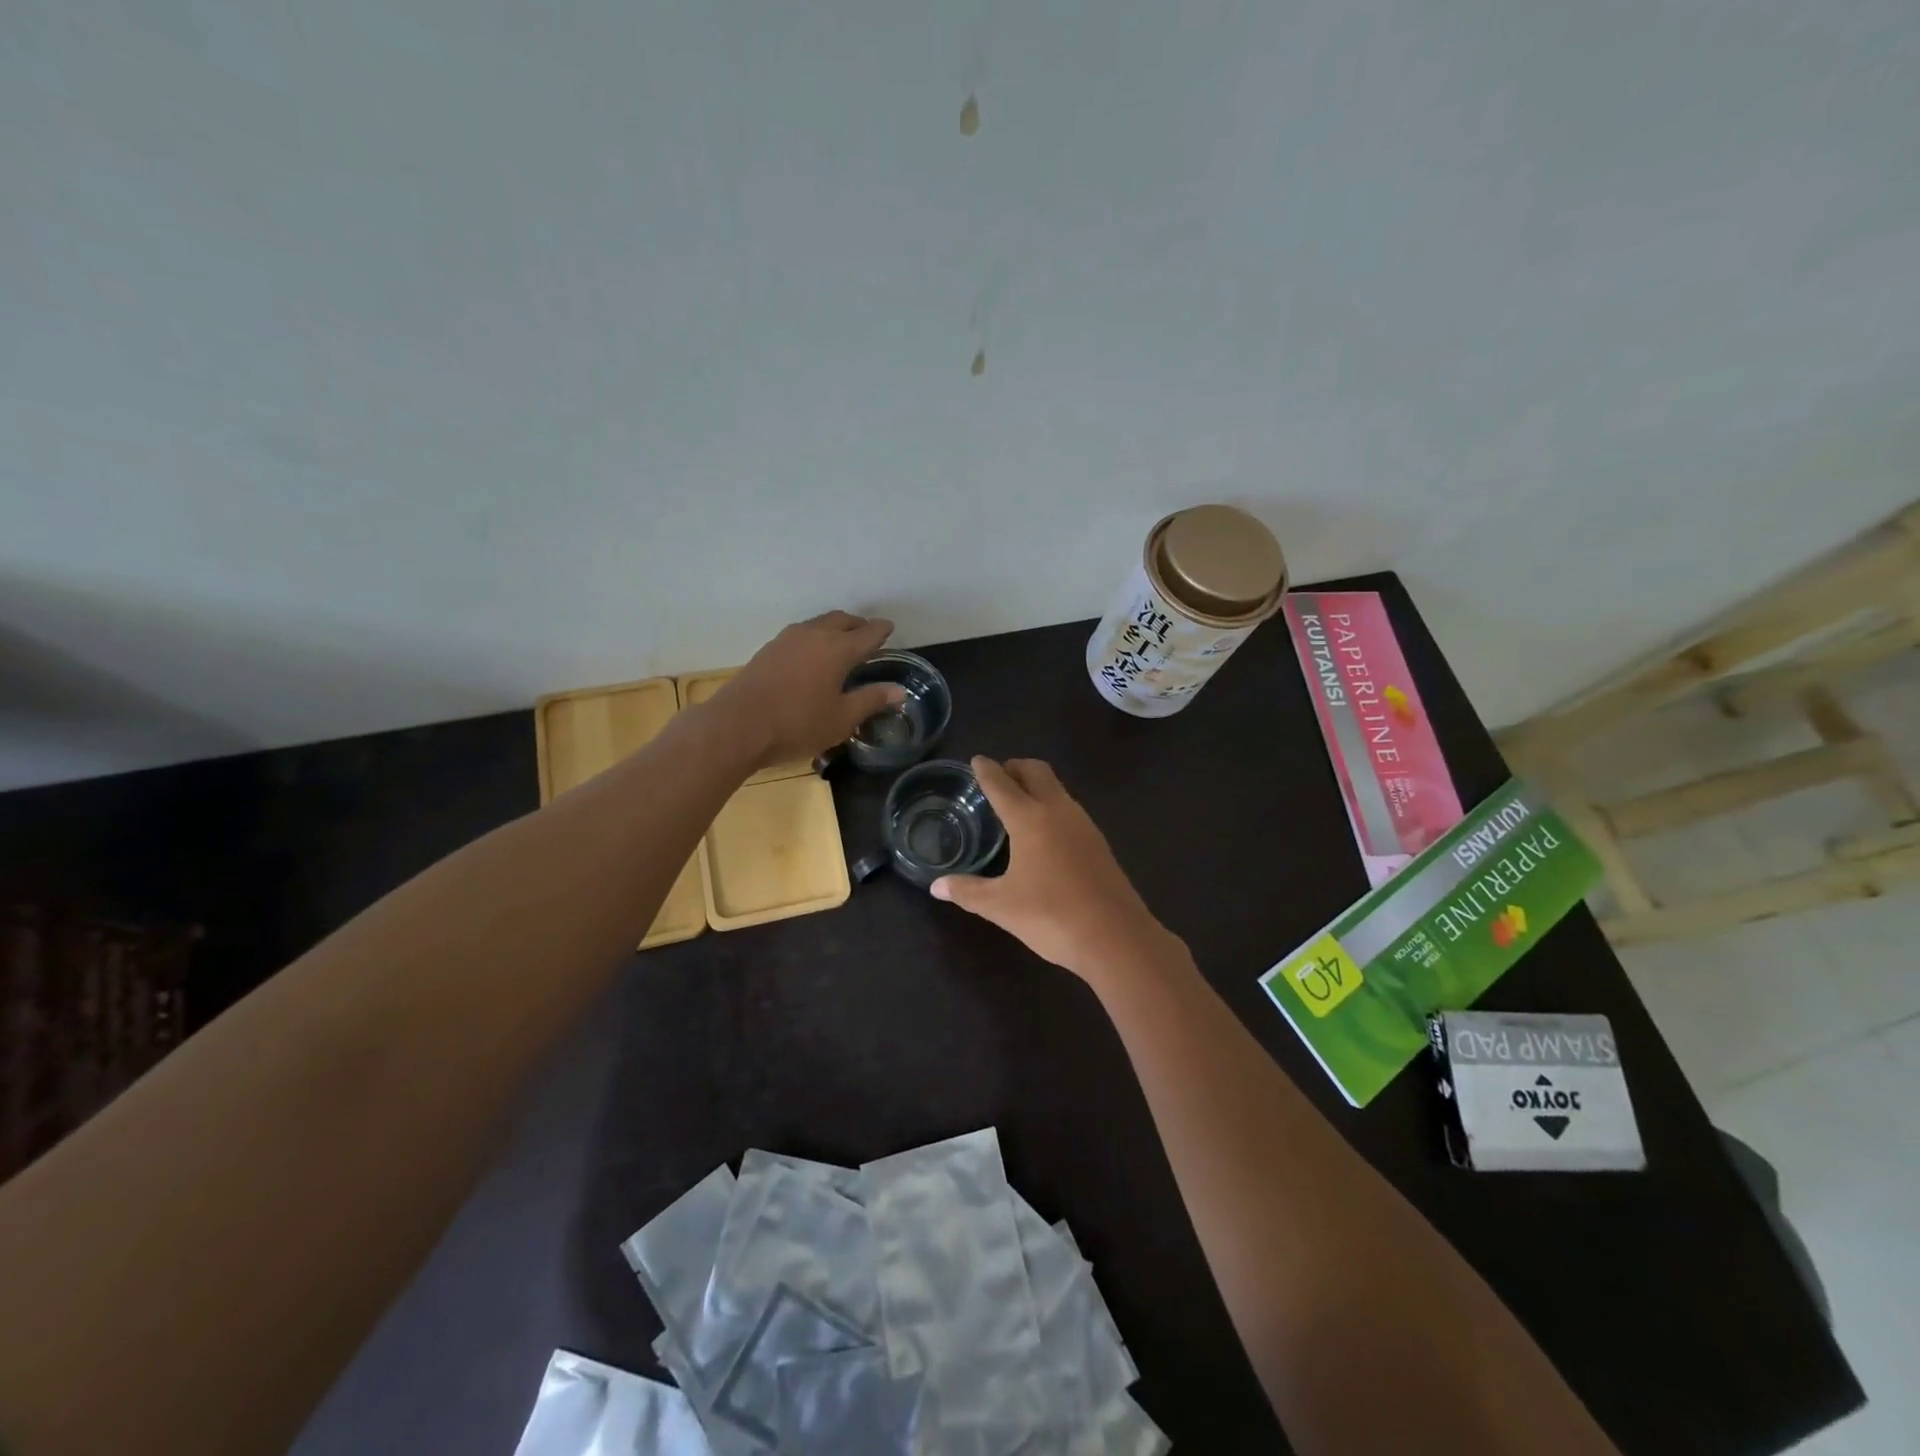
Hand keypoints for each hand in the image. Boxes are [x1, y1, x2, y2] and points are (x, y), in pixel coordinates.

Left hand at [705, 611, 906, 769]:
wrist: (738, 725)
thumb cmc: (797, 724)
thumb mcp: (842, 718)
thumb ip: (871, 700)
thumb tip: (899, 691)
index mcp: (838, 649)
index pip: (868, 633)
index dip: (881, 631)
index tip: (890, 628)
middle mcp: (814, 635)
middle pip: (841, 620)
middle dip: (858, 625)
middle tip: (868, 634)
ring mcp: (787, 639)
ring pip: (818, 624)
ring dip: (834, 628)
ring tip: (842, 643)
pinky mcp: (768, 649)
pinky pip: (801, 634)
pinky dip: (815, 637)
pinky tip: (813, 655)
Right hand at [932, 756, 1177, 984]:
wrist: (1116, 938)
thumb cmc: (1051, 915)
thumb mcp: (1001, 906)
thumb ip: (967, 891)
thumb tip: (936, 886)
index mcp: (1030, 818)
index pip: (1002, 784)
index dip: (986, 770)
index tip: (977, 760)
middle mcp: (1058, 811)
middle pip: (1036, 772)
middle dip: (1016, 767)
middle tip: (998, 775)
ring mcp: (1084, 825)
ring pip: (1057, 789)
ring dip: (1037, 785)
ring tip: (1017, 802)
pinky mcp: (1098, 843)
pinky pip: (1069, 809)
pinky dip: (1051, 806)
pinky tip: (1043, 832)